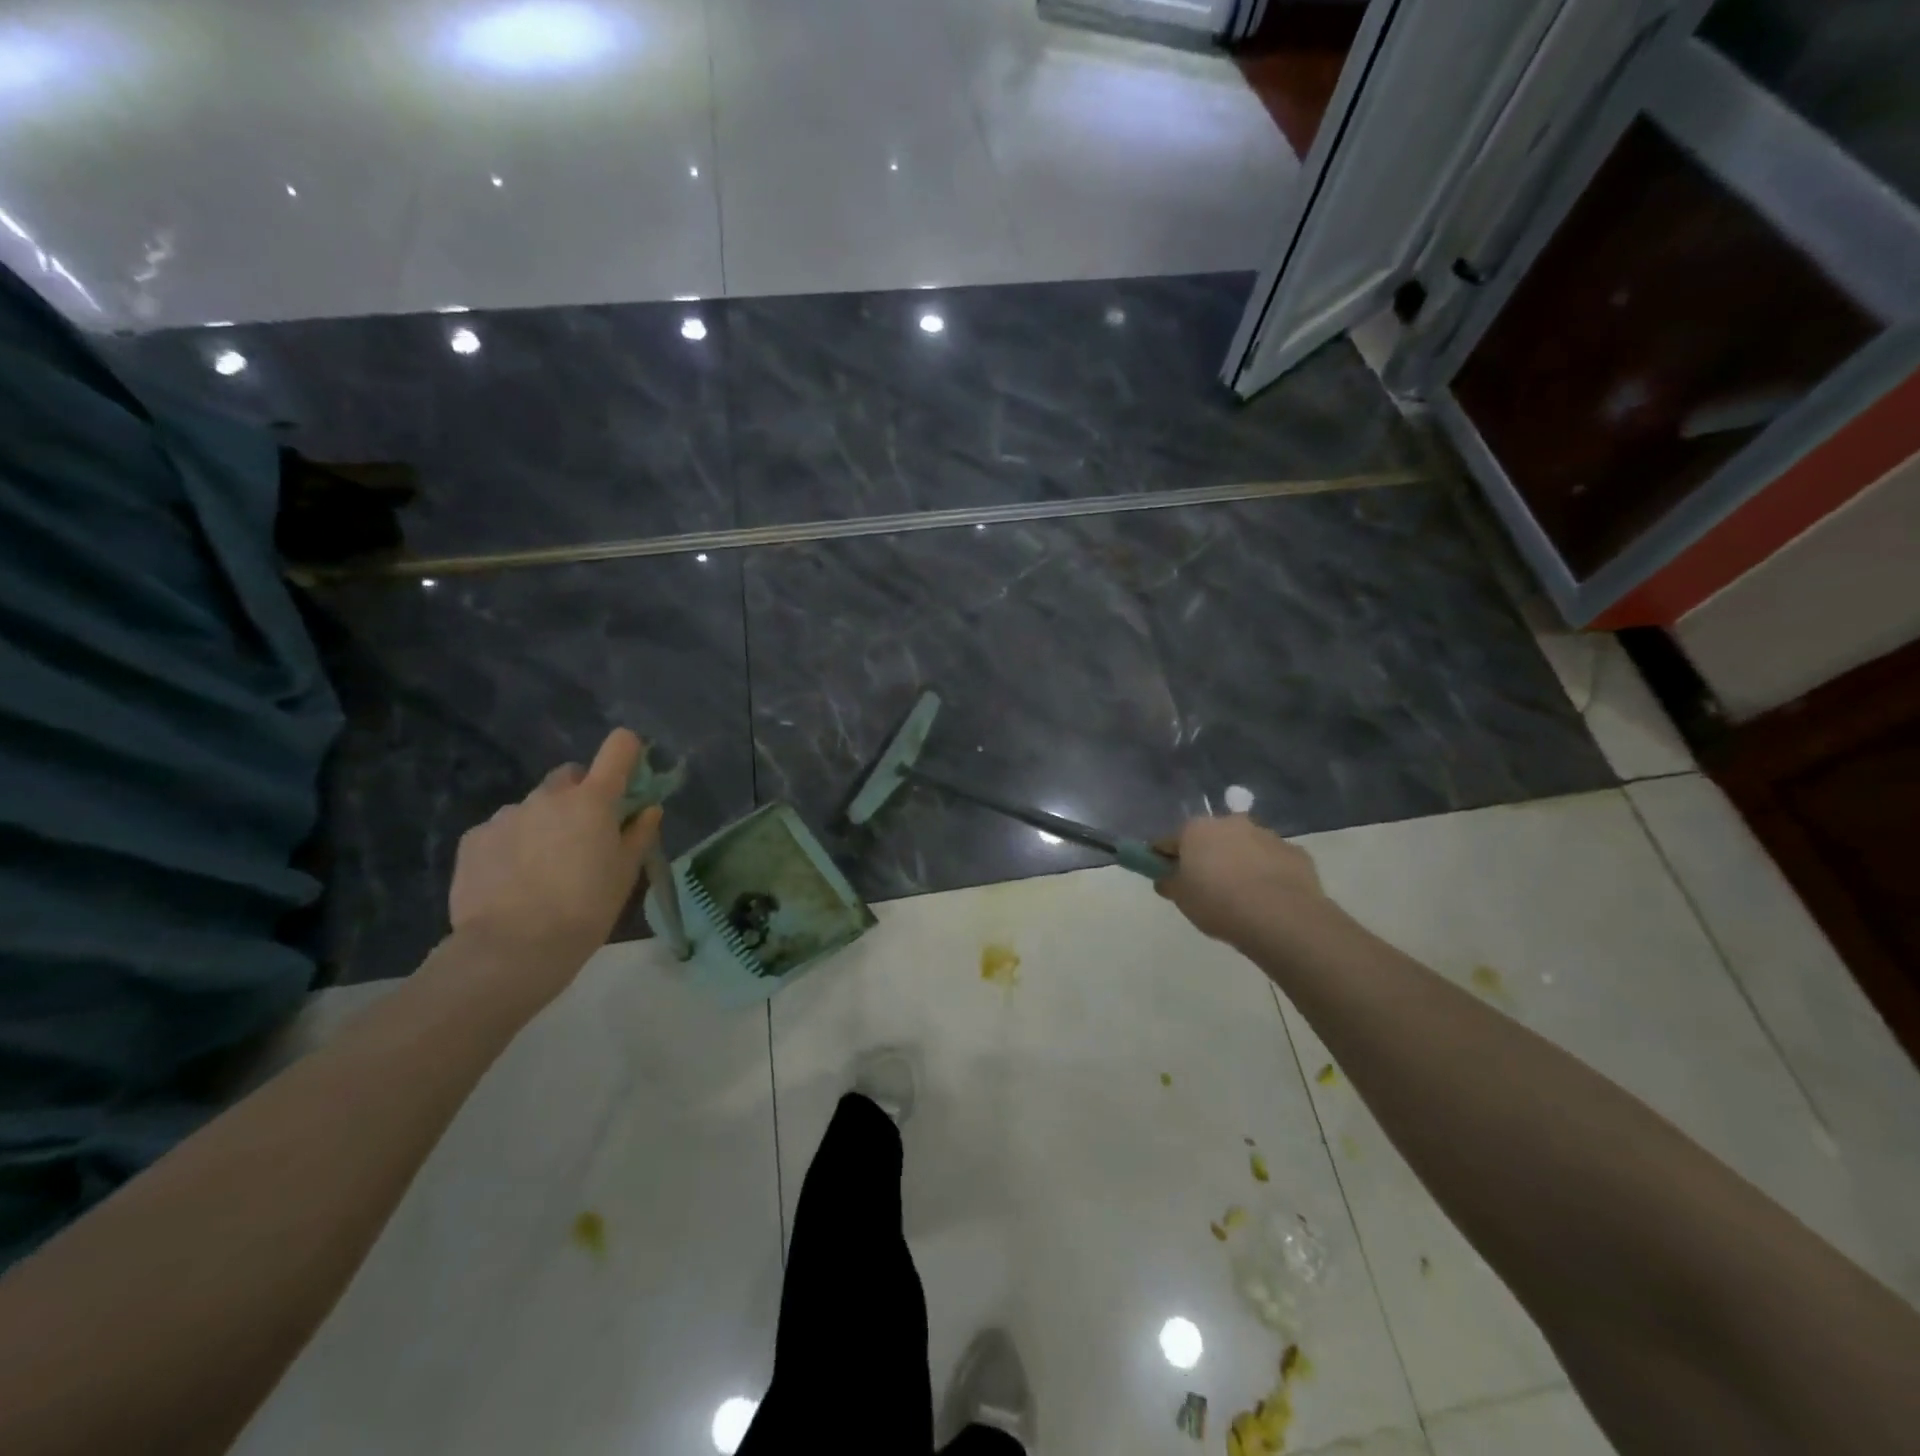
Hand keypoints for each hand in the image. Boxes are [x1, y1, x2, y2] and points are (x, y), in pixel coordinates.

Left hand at [448, 729, 661, 995]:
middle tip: (585, 834)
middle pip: (571, 776)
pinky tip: (512, 879)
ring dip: (544, 822)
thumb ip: (639, 834)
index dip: (627, 753)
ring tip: (543, 867)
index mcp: (593, 800)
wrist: (512, 948)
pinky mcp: (474, 838)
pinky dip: (512, 844)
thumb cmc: (585, 908)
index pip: (618, 747)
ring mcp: (507, 814)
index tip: (630, 776)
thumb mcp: (625, 873)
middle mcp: (548, 796)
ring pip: (534, 806)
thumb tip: (649, 809)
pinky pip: (502, 829)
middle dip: (581, 794)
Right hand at [1156, 814, 1331, 946]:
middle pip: (1210, 838)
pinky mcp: (1295, 852)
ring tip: (1241, 895)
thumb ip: (1169, 883)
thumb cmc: (1219, 904)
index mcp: (1196, 829)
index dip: (1164, 858)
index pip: (1169, 841)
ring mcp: (1266, 835)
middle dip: (1206, 856)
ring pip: (1244, 846)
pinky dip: (1267, 873)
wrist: (1281, 918)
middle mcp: (1230, 823)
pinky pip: (1272, 861)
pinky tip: (1268, 897)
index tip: (1165, 876)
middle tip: (1206, 886)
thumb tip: (1165, 878)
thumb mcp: (1181, 899)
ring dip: (1238, 862)